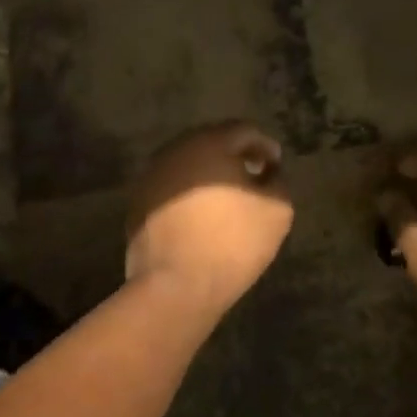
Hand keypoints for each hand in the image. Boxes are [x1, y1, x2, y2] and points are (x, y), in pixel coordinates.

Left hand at [125, 122, 293, 304]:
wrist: (175, 286)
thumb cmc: (232, 242)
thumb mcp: (277, 211)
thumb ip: (278, 182)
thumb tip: (268, 173)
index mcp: (209, 143)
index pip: (244, 131)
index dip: (265, 146)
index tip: (275, 167)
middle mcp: (175, 150)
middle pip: (212, 143)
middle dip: (235, 156)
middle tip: (253, 177)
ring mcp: (152, 176)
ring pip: (189, 165)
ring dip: (210, 176)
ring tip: (228, 199)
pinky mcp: (138, 203)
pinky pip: (171, 188)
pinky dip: (189, 194)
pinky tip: (201, 217)